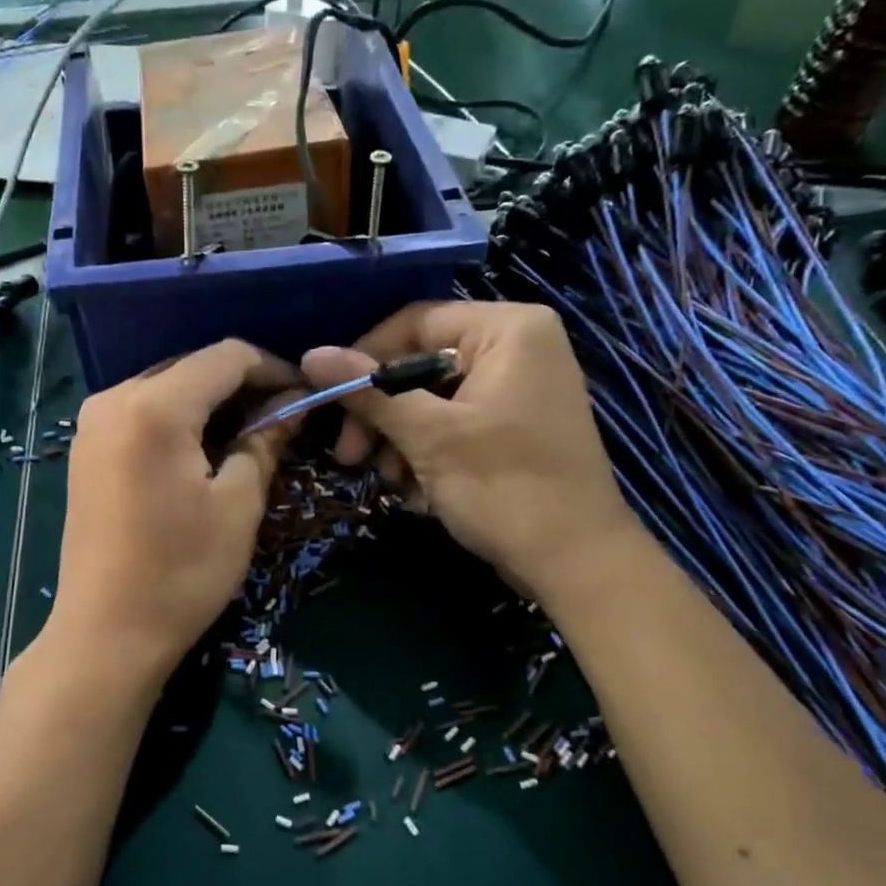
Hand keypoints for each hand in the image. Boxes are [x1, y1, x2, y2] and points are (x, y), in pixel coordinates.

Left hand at [45, 340, 298, 686]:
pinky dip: (178, 420)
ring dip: (210, 403)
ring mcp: (92, 424)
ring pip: (166, 388)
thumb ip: (264, 442)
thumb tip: (289, 408)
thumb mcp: (238, 506)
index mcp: (155, 406)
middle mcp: (114, 399)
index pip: (226, 357)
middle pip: (192, 367)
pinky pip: (141, 413)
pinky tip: (202, 451)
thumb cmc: (181, 573)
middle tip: (280, 419)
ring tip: (246, 437)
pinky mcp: (85, 450)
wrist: (106, 634)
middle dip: (241, 386)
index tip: (304, 396)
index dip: (273, 368)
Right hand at [300, 301, 641, 593]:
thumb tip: (310, 355)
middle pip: (419, 365)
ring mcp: (517, 390)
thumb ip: (370, 392)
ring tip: (393, 483)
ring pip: (431, 401)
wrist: (575, 562)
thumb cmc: (505, 487)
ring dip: (400, 442)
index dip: (364, 359)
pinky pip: (453, 426)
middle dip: (381, 414)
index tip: (329, 402)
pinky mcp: (512, 428)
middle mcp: (516, 347)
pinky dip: (428, 456)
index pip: (414, 323)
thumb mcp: (429, 437)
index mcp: (507, 329)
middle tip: (349, 456)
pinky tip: (419, 493)